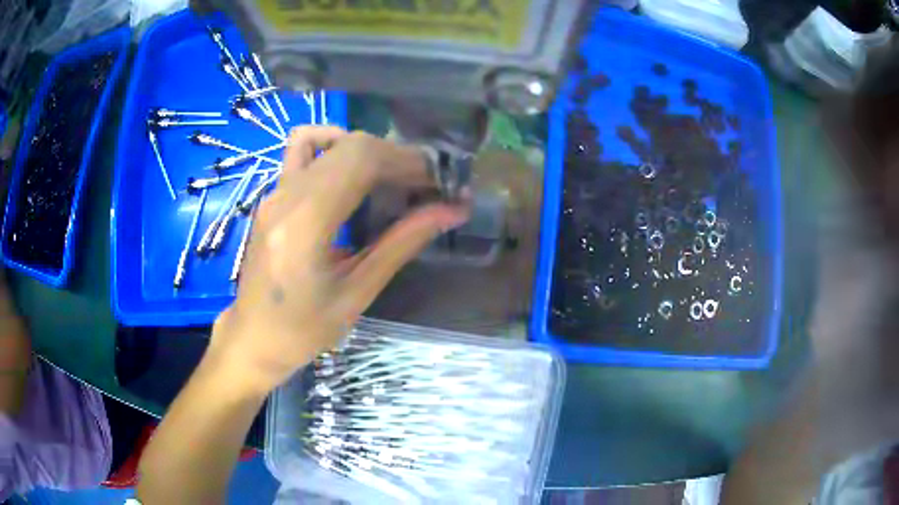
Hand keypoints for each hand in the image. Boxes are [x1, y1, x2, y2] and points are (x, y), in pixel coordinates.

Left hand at [207, 127, 469, 393]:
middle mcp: (285, 196)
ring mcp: (275, 191)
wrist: (253, 337)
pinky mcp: (273, 195)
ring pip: (329, 143)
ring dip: (371, 152)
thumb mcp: (357, 293)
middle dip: (398, 157)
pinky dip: (336, 148)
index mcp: (305, 224)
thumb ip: (401, 244)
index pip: (361, 161)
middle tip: (428, 184)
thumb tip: (450, 211)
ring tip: (395, 179)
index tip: (441, 180)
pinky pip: (303, 149)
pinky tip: (352, 172)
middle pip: (350, 146)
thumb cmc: (303, 330)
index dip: (408, 161)